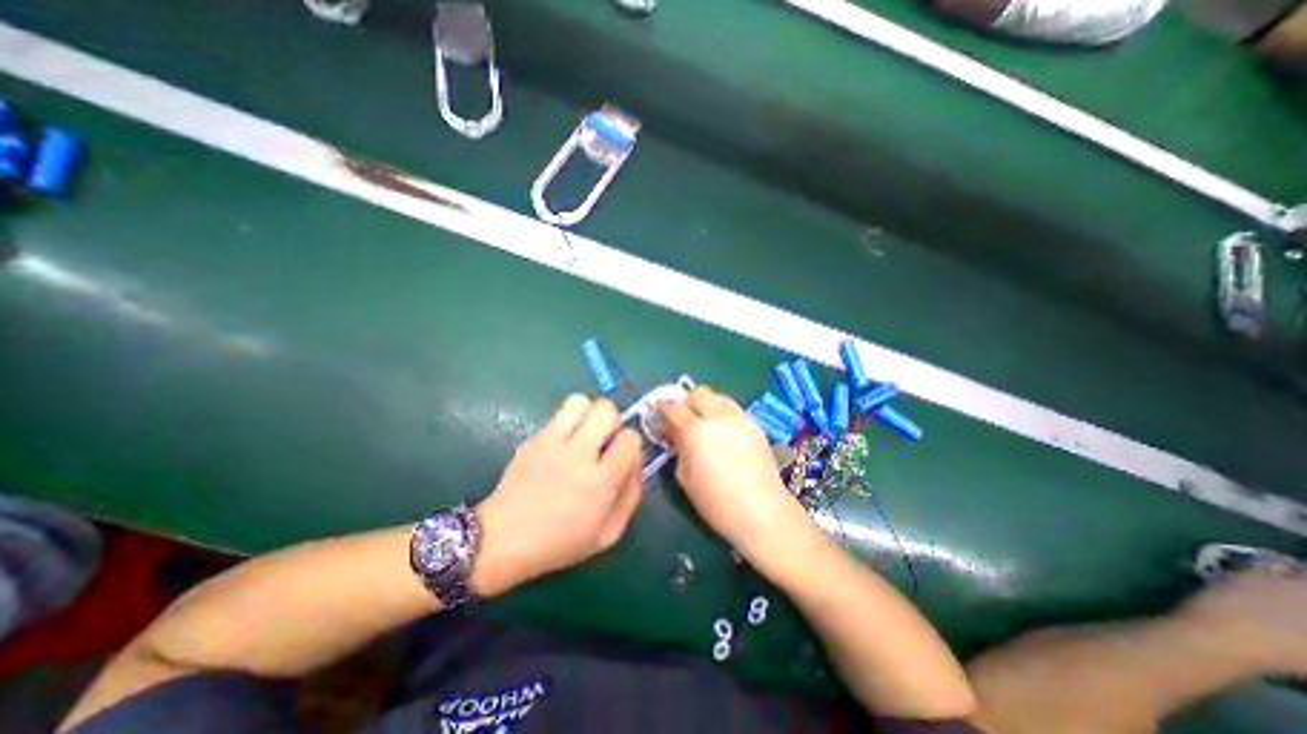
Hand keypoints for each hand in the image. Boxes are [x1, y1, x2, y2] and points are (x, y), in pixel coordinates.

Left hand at [477, 396, 645, 595]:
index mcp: (600, 481)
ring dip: (588, 413)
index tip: (621, 457)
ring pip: (580, 401)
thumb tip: (636, 462)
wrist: (502, 540)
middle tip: (603, 441)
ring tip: (584, 433)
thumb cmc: (560, 542)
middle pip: (606, 410)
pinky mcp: (533, 438)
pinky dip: (568, 421)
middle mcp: (578, 455)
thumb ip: (631, 495)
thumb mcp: (608, 533)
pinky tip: (562, 443)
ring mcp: (552, 443)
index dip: (630, 444)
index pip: (630, 438)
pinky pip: (558, 413)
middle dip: (612, 421)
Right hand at [652, 387, 814, 559]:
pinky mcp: (754, 424)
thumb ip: (677, 447)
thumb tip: (672, 432)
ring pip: (717, 397)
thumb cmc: (716, 502)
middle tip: (681, 419)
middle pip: (698, 393)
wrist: (761, 510)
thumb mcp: (685, 477)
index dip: (662, 409)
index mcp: (696, 431)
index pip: (674, 408)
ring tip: (703, 423)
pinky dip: (722, 413)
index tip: (657, 417)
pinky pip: (733, 408)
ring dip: (705, 404)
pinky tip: (722, 431)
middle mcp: (718, 417)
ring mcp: (739, 418)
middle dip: (686, 402)